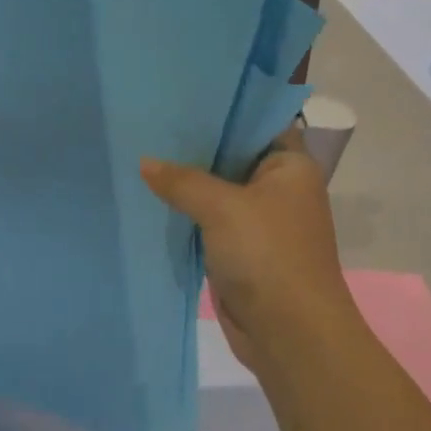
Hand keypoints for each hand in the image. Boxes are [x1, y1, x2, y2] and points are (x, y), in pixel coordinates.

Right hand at [139, 126, 358, 372]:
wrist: (290, 334)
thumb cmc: (268, 255)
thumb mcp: (221, 207)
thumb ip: (182, 181)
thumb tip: (144, 162)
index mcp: (290, 167)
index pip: (256, 124)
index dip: (222, 111)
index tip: (180, 97)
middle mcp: (277, 189)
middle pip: (230, 158)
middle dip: (193, 148)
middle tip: (148, 124)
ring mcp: (257, 221)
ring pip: (215, 191)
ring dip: (185, 183)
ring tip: (139, 154)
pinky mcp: (239, 250)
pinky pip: (207, 221)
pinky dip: (184, 213)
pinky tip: (150, 198)